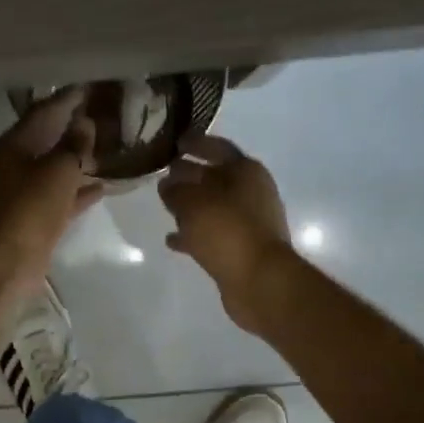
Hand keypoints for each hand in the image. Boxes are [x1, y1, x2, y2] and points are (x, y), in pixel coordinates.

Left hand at [0, 88, 104, 291]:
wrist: (6, 263)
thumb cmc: (28, 209)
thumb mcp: (57, 170)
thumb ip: (74, 145)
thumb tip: (85, 123)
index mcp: (13, 145)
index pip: (43, 111)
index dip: (68, 99)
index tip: (92, 88)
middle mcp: (14, 165)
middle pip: (48, 139)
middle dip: (74, 129)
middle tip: (105, 116)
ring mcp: (22, 193)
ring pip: (54, 169)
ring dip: (78, 160)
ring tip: (108, 148)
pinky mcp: (34, 218)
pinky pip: (59, 197)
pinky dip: (78, 190)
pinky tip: (102, 186)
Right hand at [158, 134, 293, 334]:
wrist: (260, 280)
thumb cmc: (227, 231)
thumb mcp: (193, 204)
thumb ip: (176, 190)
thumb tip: (167, 184)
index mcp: (246, 171)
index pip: (217, 148)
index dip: (196, 143)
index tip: (175, 141)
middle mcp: (251, 192)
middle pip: (215, 177)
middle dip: (189, 176)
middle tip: (163, 174)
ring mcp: (248, 221)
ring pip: (213, 207)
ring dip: (191, 207)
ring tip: (165, 207)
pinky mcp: (242, 247)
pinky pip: (213, 233)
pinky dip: (194, 234)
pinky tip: (172, 240)